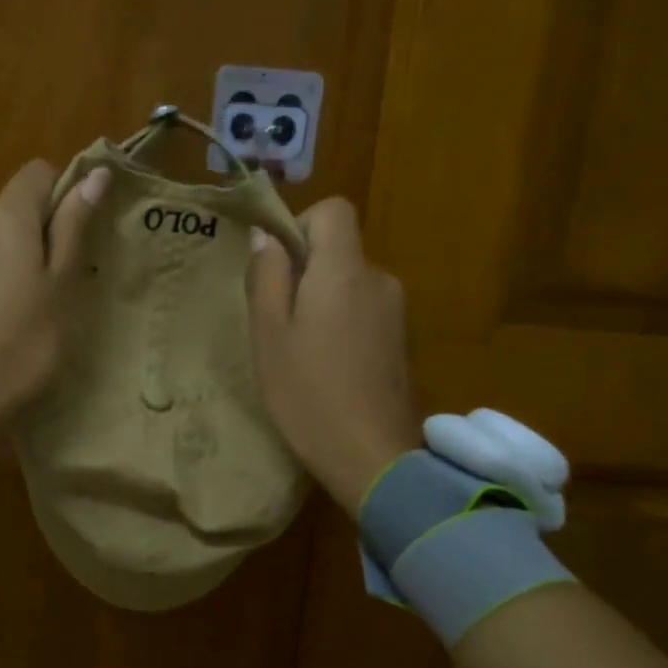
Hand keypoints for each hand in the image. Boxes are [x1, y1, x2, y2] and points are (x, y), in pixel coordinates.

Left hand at [0, 160, 109, 433]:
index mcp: (4, 216)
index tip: (76, 235)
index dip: (63, 194)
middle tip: (58, 284)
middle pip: (14, 208)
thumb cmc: (24, 342)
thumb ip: (73, 226)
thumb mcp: (61, 285)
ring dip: (13, 257)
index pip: (37, 173)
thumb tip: (93, 175)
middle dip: (39, 233)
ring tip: (26, 307)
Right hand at [247, 199, 421, 510]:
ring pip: (350, 283)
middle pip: (339, 249)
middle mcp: (378, 279)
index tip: (277, 267)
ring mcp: (396, 312)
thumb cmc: (307, 393)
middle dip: (305, 271)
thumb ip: (266, 277)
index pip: (333, 210)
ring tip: (300, 350)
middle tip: (277, 320)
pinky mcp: (401, 341)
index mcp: (344, 270)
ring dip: (322, 301)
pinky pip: (364, 310)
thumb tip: (266, 237)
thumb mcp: (269, 334)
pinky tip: (328, 367)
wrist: (373, 457)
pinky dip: (342, 323)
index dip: (300, 225)